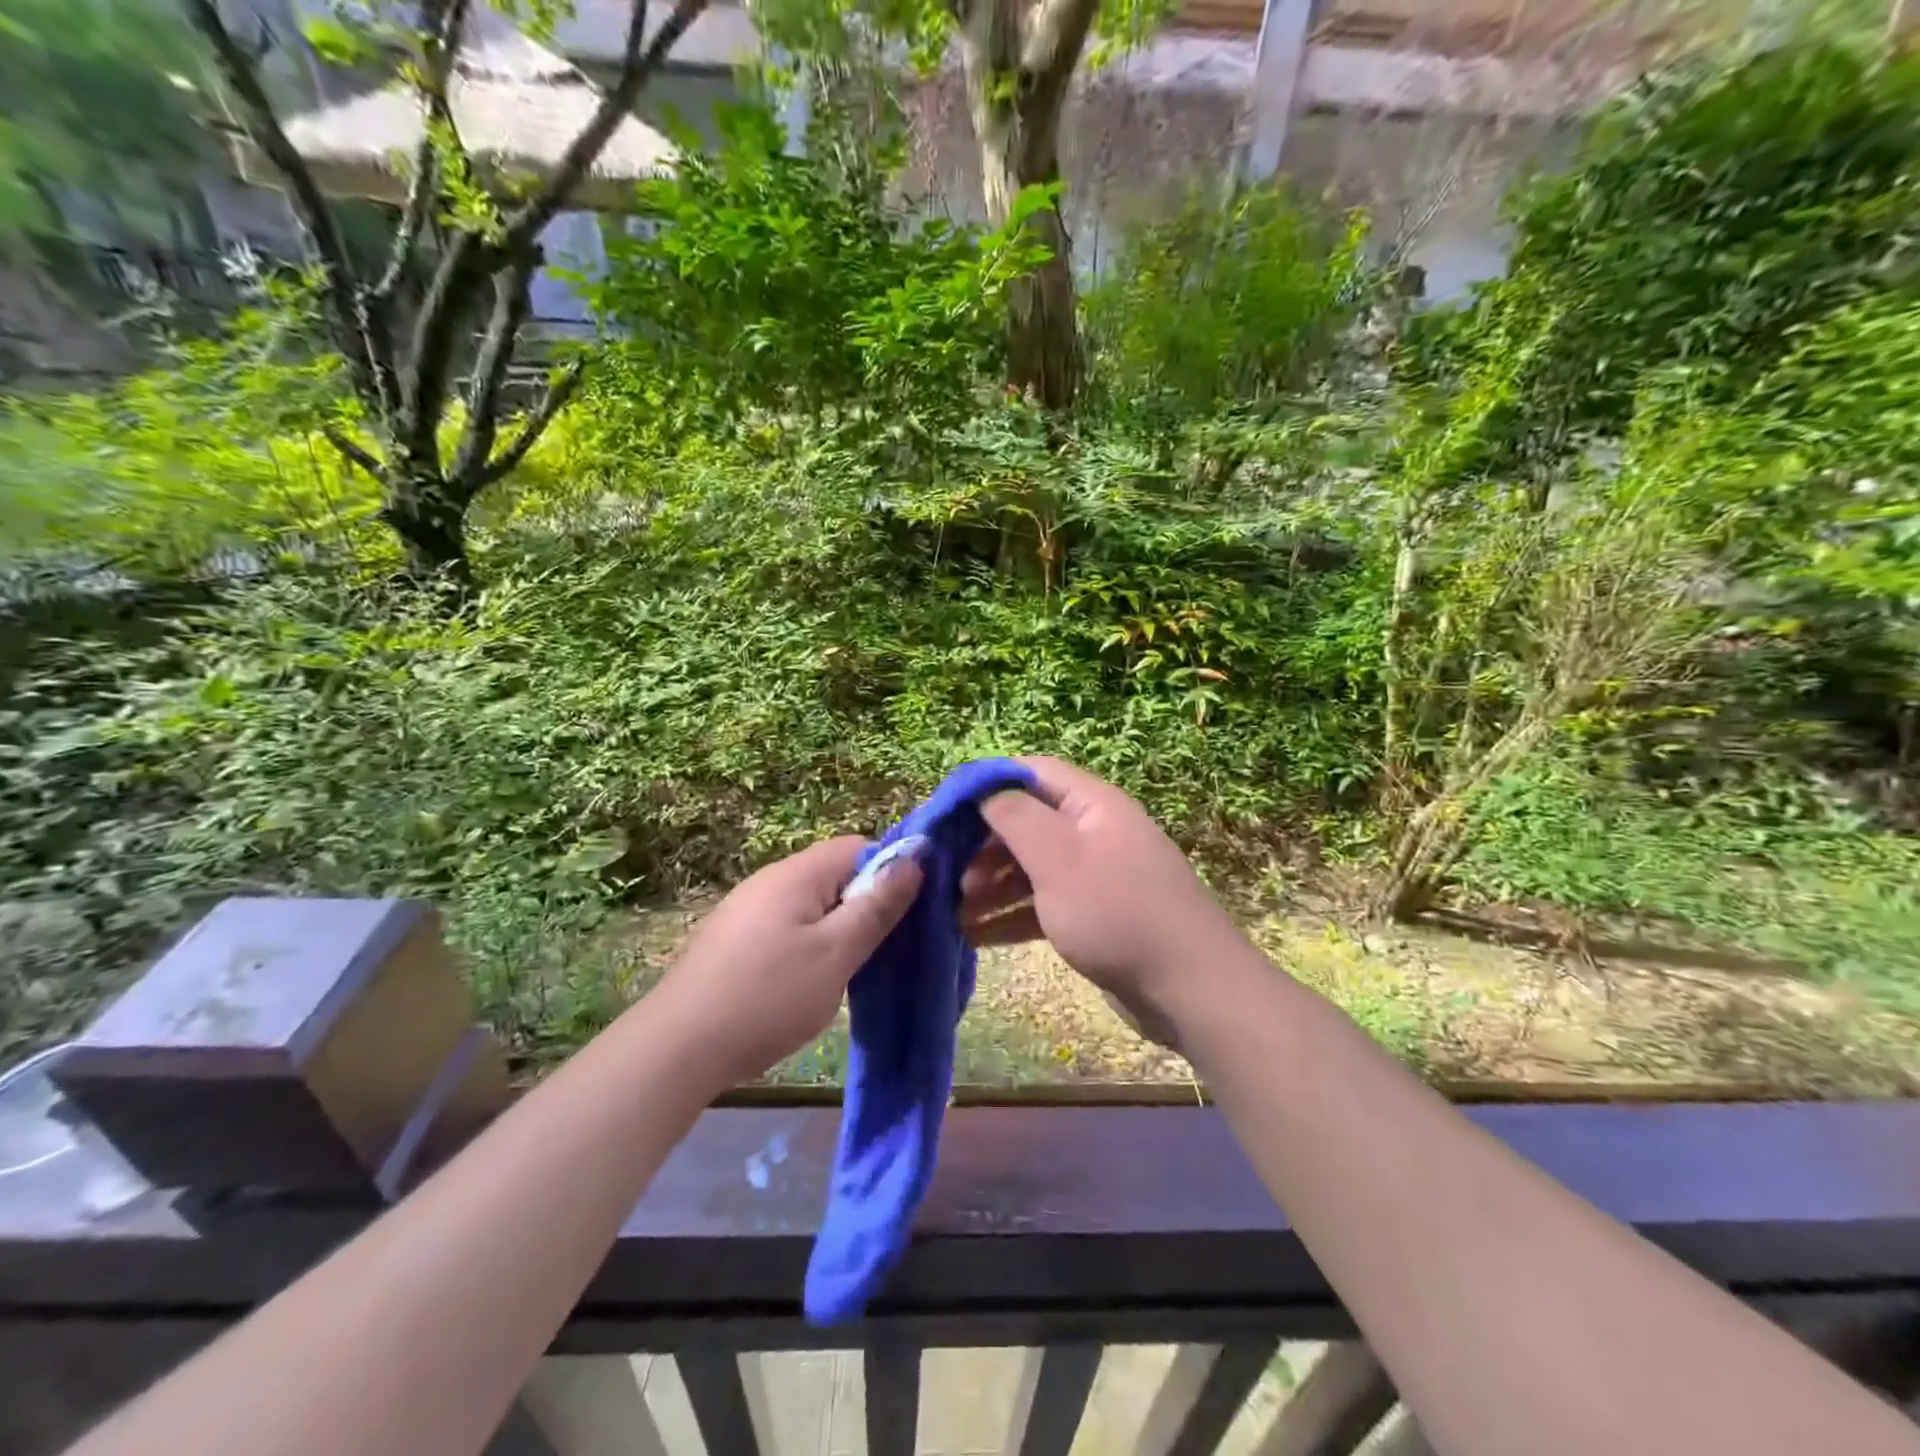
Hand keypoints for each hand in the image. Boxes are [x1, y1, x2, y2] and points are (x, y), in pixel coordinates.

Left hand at [653, 836, 921, 1089]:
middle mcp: (770, 880)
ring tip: (847, 972)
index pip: (858, 846)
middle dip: (864, 905)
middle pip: (835, 874)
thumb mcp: (836, 953)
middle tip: (880, 951)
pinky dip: (808, 946)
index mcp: (797, 874)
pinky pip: (787, 927)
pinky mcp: (733, 940)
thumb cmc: (768, 997)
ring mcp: (746, 910)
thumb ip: (877, 906)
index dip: (889, 872)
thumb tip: (914, 857)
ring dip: (837, 930)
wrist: (676, 1049)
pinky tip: (806, 983)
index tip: (903, 916)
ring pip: (812, 904)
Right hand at [963, 757, 1246, 1045]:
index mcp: (1092, 804)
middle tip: (947, 873)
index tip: (945, 810)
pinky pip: (1043, 904)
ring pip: (1032, 867)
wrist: (1189, 990)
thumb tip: (983, 788)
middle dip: (984, 844)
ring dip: (991, 884)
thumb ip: (1016, 816)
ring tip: (953, 910)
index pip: (1032, 773)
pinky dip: (1011, 916)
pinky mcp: (1094, 916)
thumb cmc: (1117, 913)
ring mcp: (1096, 876)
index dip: (987, 784)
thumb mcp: (1058, 858)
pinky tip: (975, 936)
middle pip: (1028, 821)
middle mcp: (1094, 832)